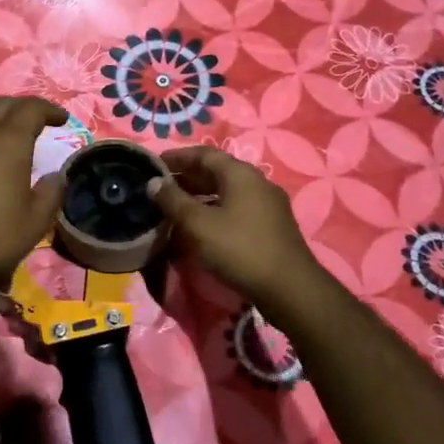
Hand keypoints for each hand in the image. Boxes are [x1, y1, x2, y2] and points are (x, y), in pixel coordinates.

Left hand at [0, 97, 67, 317]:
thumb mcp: (33, 223)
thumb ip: (50, 194)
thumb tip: (56, 176)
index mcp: (7, 141)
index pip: (30, 108)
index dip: (49, 110)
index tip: (63, 119)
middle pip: (2, 105)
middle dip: (24, 107)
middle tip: (41, 120)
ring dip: (1, 120)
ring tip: (17, 138)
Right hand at [149, 147, 326, 316]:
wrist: (289, 289)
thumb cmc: (239, 249)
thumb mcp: (198, 224)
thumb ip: (173, 201)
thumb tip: (154, 182)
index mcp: (240, 174)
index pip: (204, 154)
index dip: (177, 157)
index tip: (154, 164)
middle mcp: (257, 182)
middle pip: (217, 172)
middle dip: (187, 177)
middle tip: (161, 188)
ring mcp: (268, 205)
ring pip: (227, 192)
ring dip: (200, 196)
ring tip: (176, 208)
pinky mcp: (272, 226)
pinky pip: (237, 209)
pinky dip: (215, 211)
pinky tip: (201, 228)